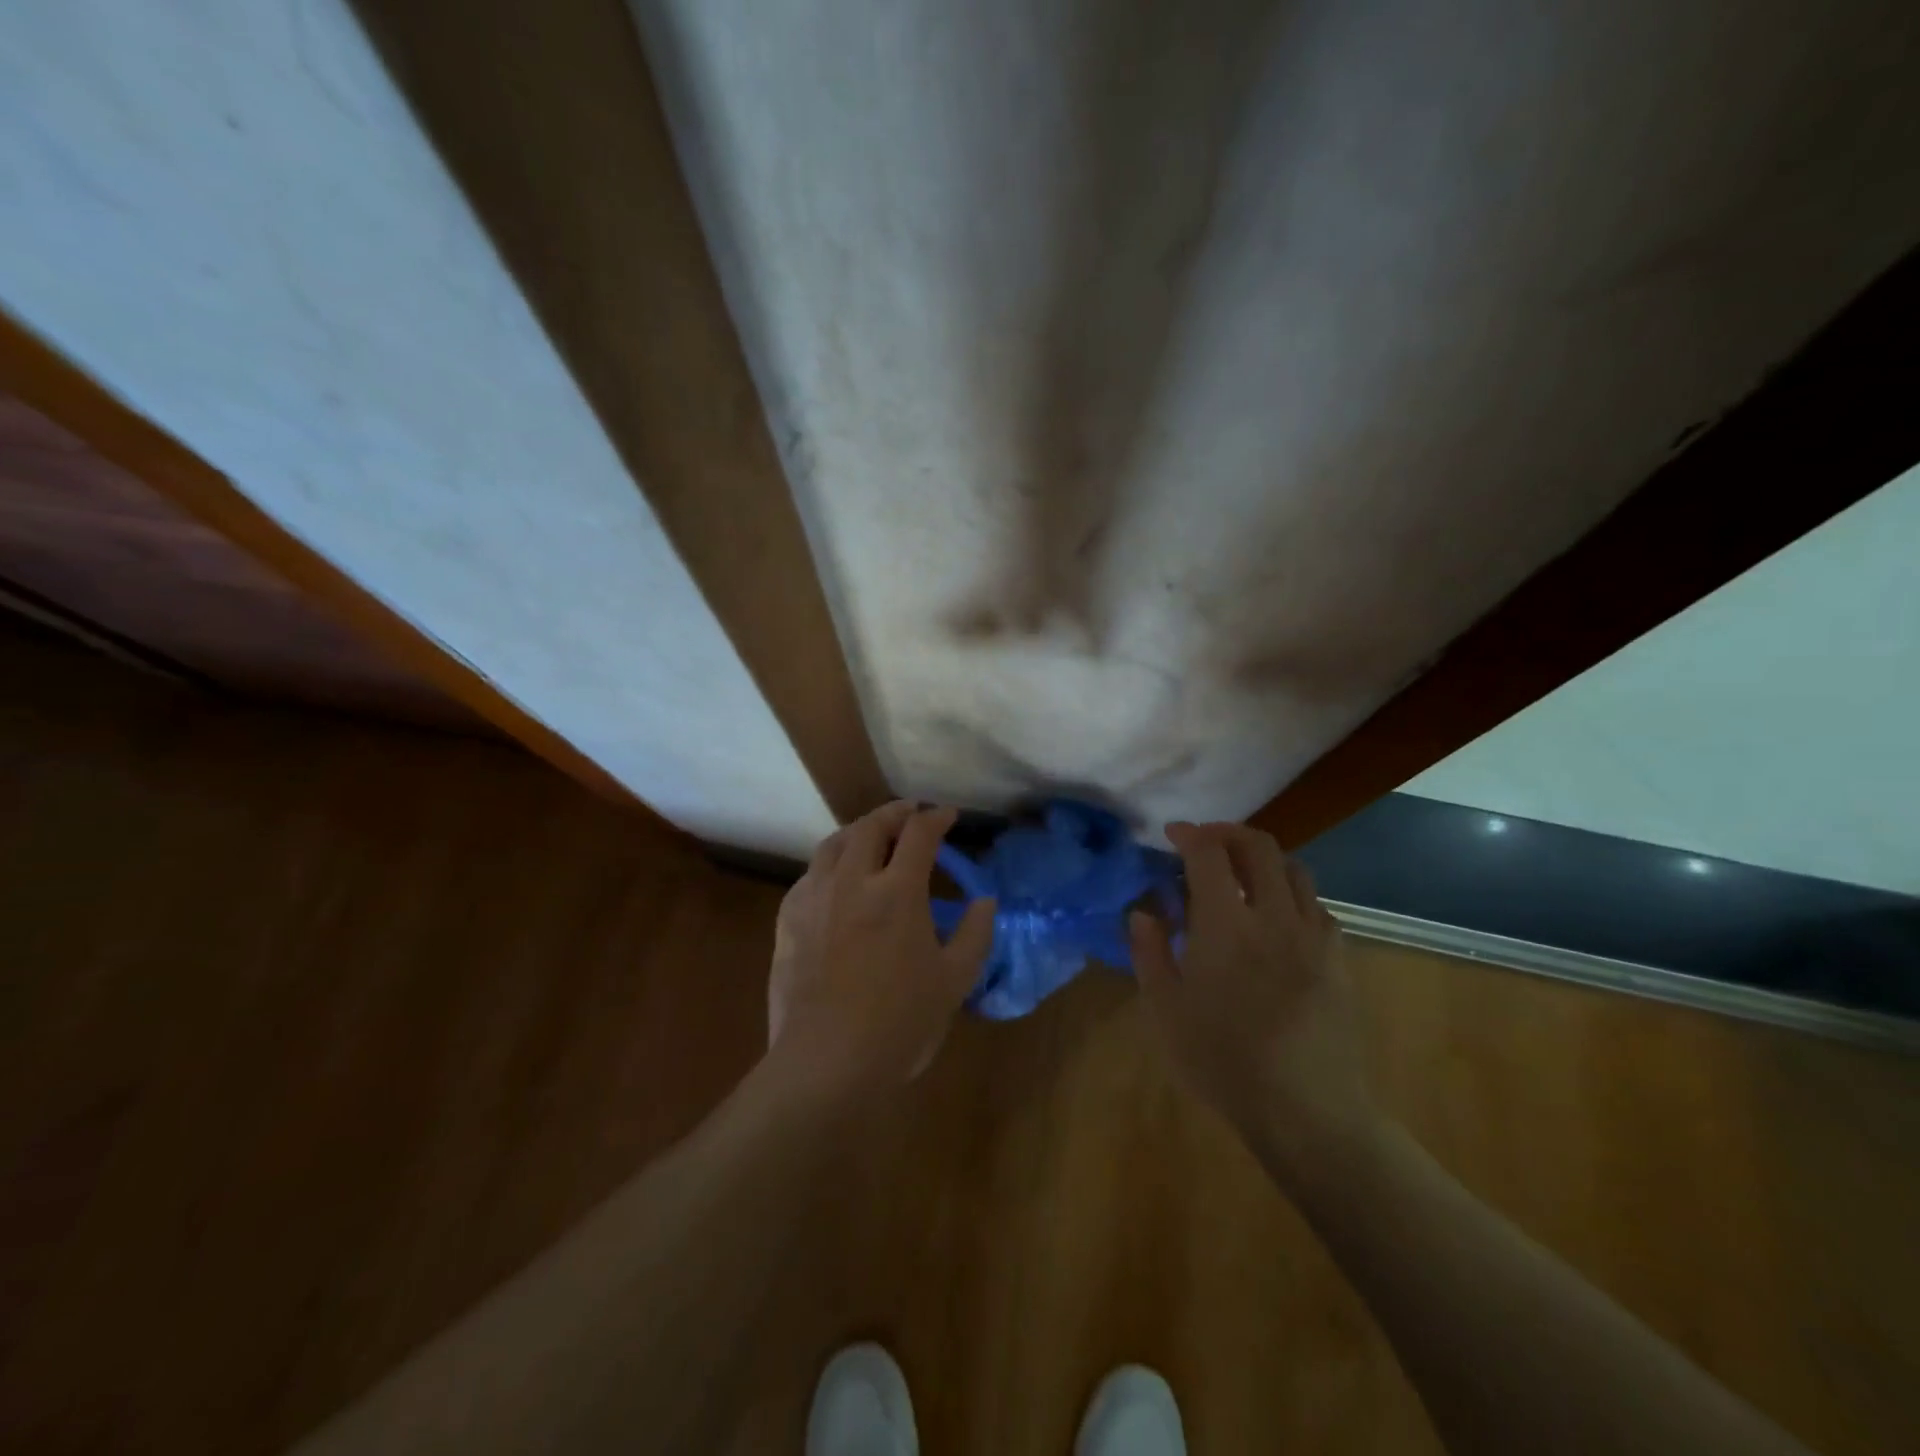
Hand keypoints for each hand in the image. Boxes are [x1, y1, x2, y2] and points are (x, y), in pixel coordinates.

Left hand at [767, 802, 996, 1097]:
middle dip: (894, 813)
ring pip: (833, 844)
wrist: (827, 1062)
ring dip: (857, 831)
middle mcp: (852, 881)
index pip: (918, 834)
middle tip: (910, 814)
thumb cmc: (900, 1023)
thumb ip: (975, 934)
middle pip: (870, 826)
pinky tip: (834, 880)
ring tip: (870, 836)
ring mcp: (814, 898)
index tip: (948, 816)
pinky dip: (828, 864)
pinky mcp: (788, 921)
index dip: (936, 818)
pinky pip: (809, 876)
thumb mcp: (955, 981)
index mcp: (897, 891)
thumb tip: (985, 901)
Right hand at [1130, 822, 1377, 1168]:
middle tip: (1206, 842)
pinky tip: (1277, 919)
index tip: (1173, 834)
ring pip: (1295, 869)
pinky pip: (1317, 905)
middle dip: (1229, 833)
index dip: (1190, 834)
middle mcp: (1274, 916)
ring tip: (1242, 875)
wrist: (1307, 1110)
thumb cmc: (1223, 1061)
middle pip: (1260, 847)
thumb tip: (1143, 913)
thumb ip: (1149, 952)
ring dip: (1264, 858)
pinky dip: (1291, 894)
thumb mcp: (1165, 1010)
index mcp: (1226, 925)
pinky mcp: (1338, 959)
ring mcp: (1313, 936)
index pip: (1209, 854)